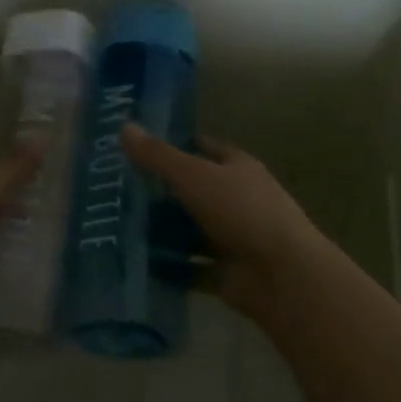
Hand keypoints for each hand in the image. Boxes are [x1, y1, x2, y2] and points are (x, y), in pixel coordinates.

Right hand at [120, 125, 332, 317]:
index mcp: (237, 168)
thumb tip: (124, 126)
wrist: (282, 275)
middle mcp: (237, 199)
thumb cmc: (241, 211)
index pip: (205, 148)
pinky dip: (170, 267)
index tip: (140, 147)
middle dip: (161, 192)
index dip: (177, 144)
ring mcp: (233, 238)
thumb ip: (158, 155)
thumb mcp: (194, 175)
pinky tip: (137, 263)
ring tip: (118, 227)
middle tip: (118, 190)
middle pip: (194, 190)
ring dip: (162, 231)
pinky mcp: (226, 273)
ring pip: (190, 230)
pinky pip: (191, 267)